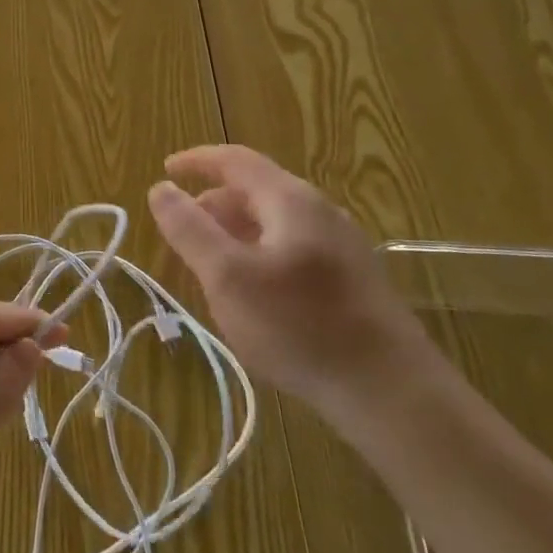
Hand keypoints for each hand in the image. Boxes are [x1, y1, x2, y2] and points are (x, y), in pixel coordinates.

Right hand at [147, 144, 437, 409]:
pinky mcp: (352, 279)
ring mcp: (342, 245)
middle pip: (256, 189)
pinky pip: (293, 247)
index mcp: (289, 201)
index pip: (235, 160)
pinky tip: (253, 290)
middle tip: (181, 228)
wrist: (391, 392)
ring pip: (275, 221)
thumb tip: (161, 188)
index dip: (197, 161)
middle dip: (213, 202)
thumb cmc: (299, 326)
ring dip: (235, 230)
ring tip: (209, 262)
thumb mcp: (226, 277)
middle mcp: (319, 212)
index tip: (165, 169)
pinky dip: (259, 251)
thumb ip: (189, 229)